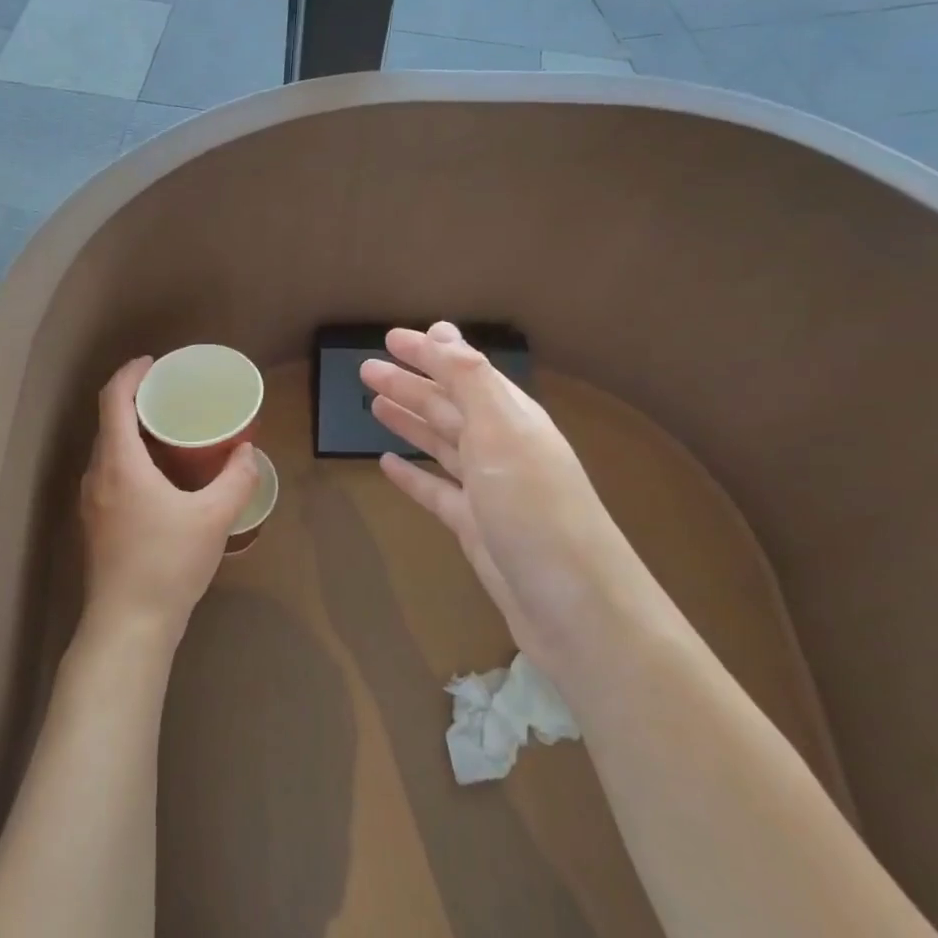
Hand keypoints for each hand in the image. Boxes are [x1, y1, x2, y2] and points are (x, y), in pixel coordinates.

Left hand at [80, 356, 259, 643]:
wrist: (128, 625)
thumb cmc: (168, 563)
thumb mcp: (214, 518)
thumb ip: (236, 479)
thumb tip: (247, 453)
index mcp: (119, 464)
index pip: (113, 400)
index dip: (130, 374)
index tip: (153, 363)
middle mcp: (97, 476)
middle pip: (108, 423)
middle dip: (134, 401)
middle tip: (170, 396)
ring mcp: (91, 502)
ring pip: (107, 451)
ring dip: (131, 432)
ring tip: (167, 432)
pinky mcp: (95, 524)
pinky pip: (109, 474)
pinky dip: (130, 459)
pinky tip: (158, 478)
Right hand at [362, 322, 648, 664]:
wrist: (573, 606)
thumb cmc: (534, 508)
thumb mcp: (502, 432)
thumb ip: (470, 380)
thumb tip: (442, 331)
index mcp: (511, 417)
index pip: (463, 372)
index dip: (428, 353)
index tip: (390, 337)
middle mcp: (500, 447)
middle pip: (447, 405)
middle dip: (409, 384)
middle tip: (365, 370)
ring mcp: (488, 490)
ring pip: (440, 444)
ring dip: (409, 421)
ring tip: (372, 404)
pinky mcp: (475, 527)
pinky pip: (436, 490)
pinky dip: (413, 475)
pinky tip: (386, 463)